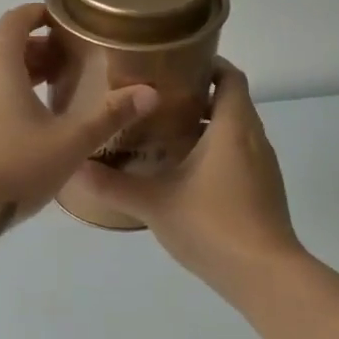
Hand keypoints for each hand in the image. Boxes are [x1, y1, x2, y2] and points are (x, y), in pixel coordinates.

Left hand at [0, 3, 159, 239]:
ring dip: (17, 75)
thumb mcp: (68, 144)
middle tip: (67, 67)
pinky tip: (18, 127)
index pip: (16, 20)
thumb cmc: (10, 168)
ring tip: (48, 96)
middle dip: (36, 50)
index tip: (62, 21)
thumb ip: (109, 116)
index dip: (39, 13)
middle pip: (3, 47)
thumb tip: (150, 92)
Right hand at [72, 62, 299, 305]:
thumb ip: (113, 185)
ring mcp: (263, 167)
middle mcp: (254, 139)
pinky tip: (186, 172)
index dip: (208, 64)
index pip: (231, 76)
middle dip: (198, 95)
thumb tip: (73, 167)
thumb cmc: (212, 224)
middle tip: (156, 99)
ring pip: (236, 131)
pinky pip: (240, 156)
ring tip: (164, 132)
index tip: (174, 63)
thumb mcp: (154, 203)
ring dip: (207, 126)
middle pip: (232, 101)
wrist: (265, 275)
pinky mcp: (263, 191)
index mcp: (233, 127)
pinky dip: (217, 152)